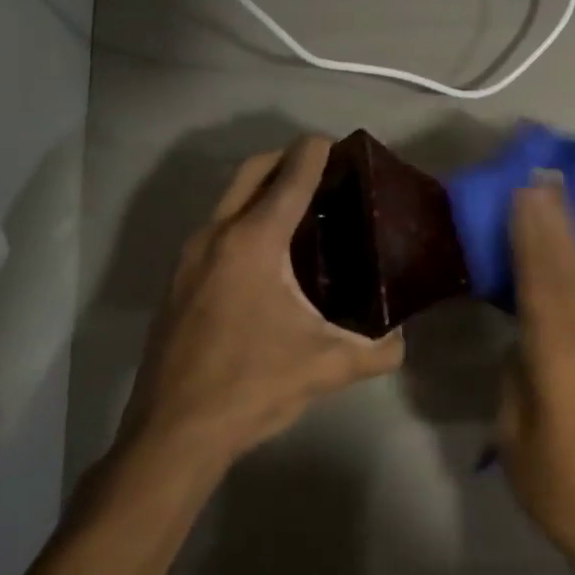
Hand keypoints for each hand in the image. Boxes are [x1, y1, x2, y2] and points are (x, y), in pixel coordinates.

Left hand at [124, 136, 404, 462]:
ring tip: (301, 211)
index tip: (338, 142)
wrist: (174, 432)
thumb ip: (378, 349)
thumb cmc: (252, 386)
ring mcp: (189, 258)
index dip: (315, 152)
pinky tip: (268, 256)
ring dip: (261, 190)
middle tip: (322, 170)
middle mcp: (216, 237)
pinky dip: (243, 221)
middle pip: (251, 172)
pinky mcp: (177, 282)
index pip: (291, 178)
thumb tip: (401, 339)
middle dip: (285, 159)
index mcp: (254, 243)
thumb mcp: (327, 366)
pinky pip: (215, 231)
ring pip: (227, 201)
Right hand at [498, 176, 574, 574]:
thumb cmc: (554, 479)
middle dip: (554, 221)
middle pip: (568, 268)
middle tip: (542, 178)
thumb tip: (519, 338)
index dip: (532, 234)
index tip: (523, 192)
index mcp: (556, 354)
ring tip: (560, 200)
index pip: (540, 281)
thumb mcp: (514, 427)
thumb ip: (516, 372)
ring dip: (574, 236)